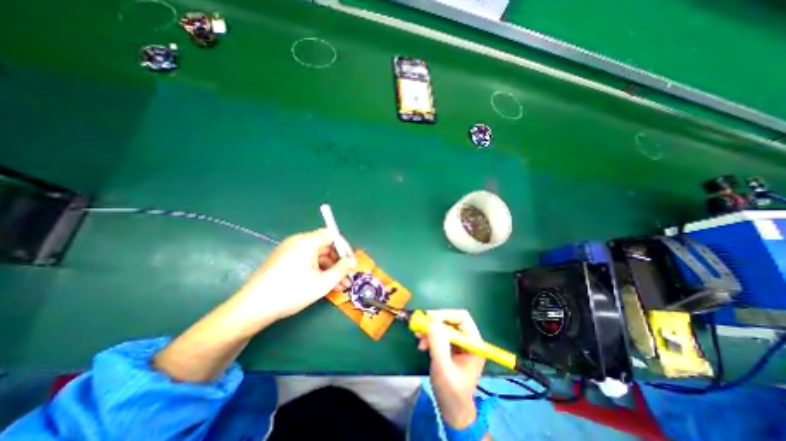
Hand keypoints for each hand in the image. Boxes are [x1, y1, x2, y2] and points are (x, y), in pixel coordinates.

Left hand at [235, 230, 355, 324]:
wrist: (252, 308)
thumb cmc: (291, 292)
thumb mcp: (322, 282)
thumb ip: (342, 269)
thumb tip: (353, 261)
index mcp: (307, 241)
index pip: (332, 235)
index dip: (344, 247)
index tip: (351, 262)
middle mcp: (297, 242)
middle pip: (325, 246)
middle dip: (338, 262)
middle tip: (347, 277)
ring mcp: (289, 251)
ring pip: (316, 256)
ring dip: (329, 269)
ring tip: (339, 286)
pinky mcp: (283, 261)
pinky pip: (306, 261)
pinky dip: (317, 270)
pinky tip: (324, 285)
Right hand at [418, 308, 484, 427]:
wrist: (452, 409)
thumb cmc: (452, 392)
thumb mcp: (443, 368)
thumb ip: (438, 345)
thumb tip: (432, 322)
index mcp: (474, 343)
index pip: (461, 318)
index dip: (445, 314)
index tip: (428, 318)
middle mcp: (468, 339)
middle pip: (451, 319)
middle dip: (435, 322)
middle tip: (420, 325)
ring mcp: (460, 342)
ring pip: (444, 325)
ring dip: (430, 329)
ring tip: (418, 337)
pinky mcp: (451, 345)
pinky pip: (439, 333)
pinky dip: (429, 335)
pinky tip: (422, 344)